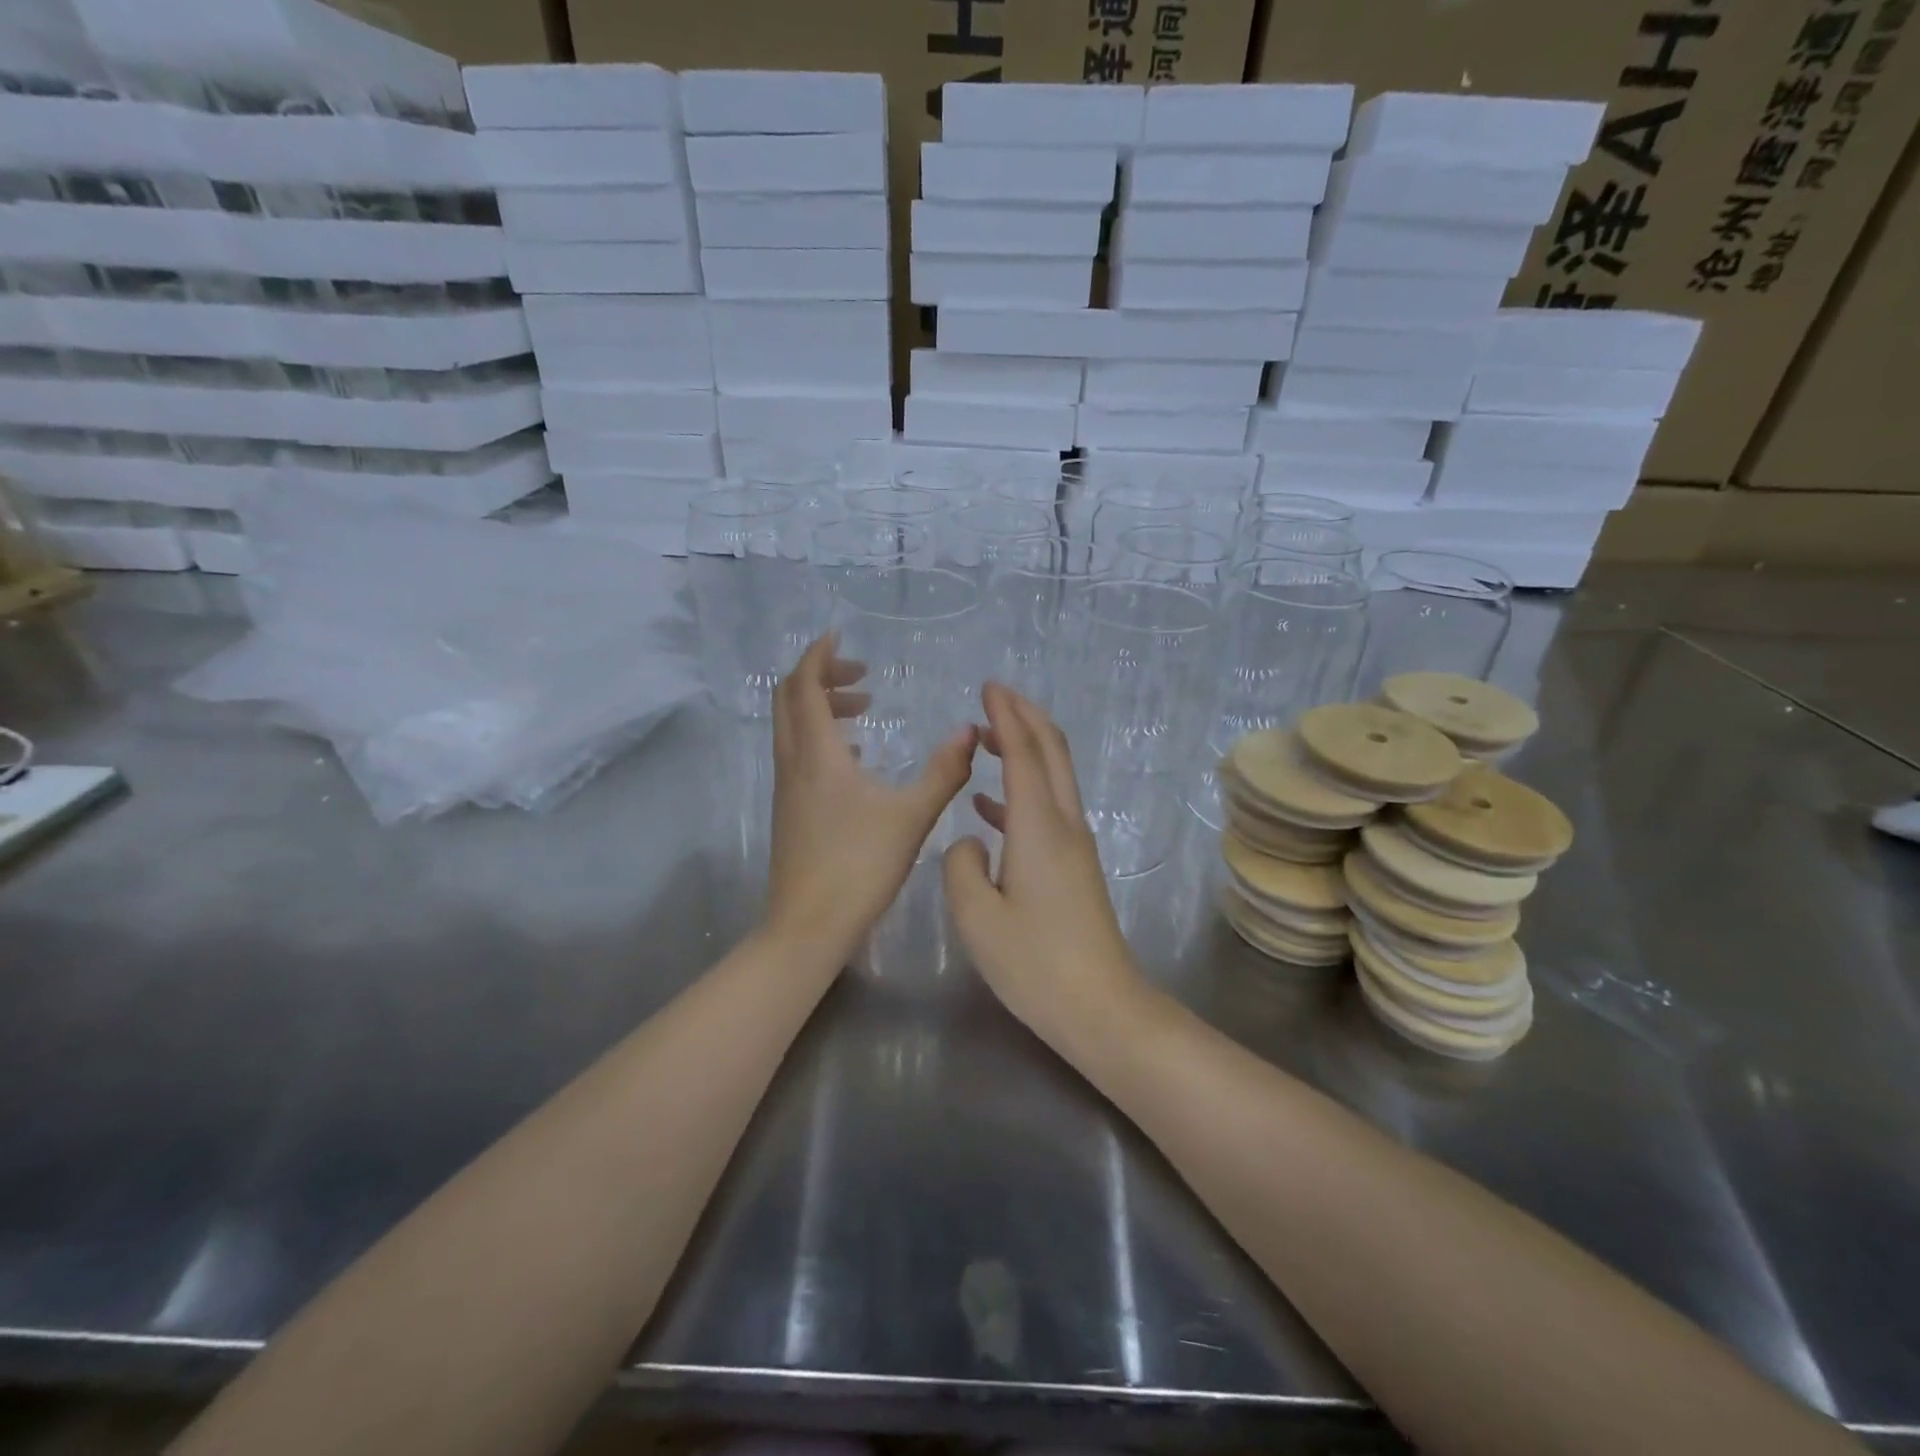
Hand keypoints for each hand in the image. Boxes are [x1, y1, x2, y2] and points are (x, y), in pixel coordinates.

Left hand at [765, 635, 977, 964]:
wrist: (809, 926)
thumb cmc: (860, 867)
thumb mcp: (912, 816)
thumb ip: (943, 771)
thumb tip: (970, 731)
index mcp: (817, 754)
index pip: (804, 685)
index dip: (818, 655)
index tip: (839, 636)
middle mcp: (794, 763)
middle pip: (790, 699)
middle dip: (820, 676)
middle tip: (860, 674)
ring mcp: (787, 788)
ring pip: (792, 727)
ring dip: (821, 707)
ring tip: (864, 710)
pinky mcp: (790, 810)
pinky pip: (799, 753)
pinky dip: (821, 737)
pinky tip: (856, 757)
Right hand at [943, 683, 1147, 1053]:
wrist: (1101, 1008)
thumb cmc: (1035, 964)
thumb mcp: (976, 917)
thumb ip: (960, 866)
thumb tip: (969, 841)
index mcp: (1038, 827)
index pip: (1023, 752)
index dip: (1006, 715)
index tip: (988, 687)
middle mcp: (1064, 825)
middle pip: (1051, 752)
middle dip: (1025, 717)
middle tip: (994, 697)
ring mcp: (1076, 846)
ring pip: (1053, 778)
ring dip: (1025, 750)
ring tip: (987, 740)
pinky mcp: (1076, 867)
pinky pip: (1048, 809)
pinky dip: (1021, 792)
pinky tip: (988, 807)